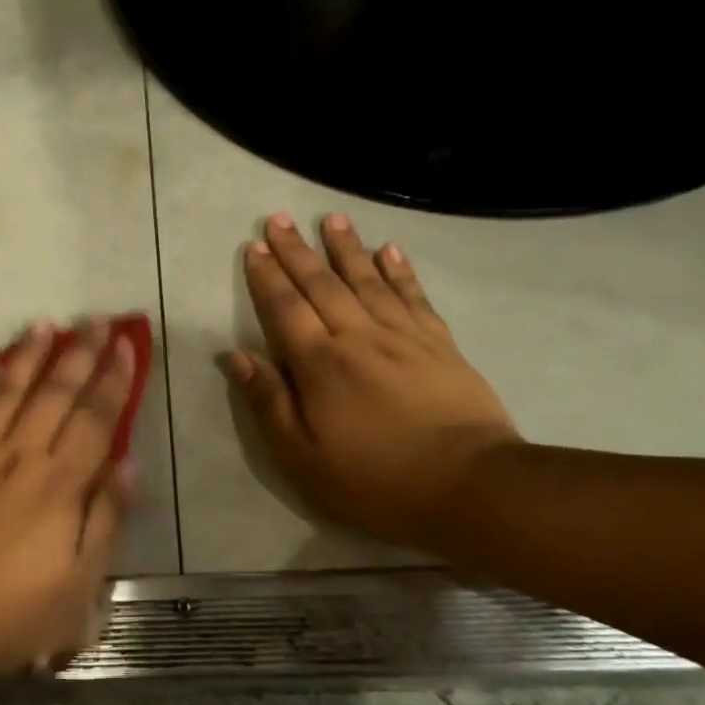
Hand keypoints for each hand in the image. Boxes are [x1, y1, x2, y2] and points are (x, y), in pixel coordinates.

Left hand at [0, 321, 137, 678]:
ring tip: (47, 324)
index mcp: (60, 485)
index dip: (114, 379)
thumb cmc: (8, 615)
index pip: (96, 418)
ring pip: (7, 390)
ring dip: (30, 354)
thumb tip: (128, 465)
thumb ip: (106, 521)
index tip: (126, 345)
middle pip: (56, 392)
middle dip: (80, 353)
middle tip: (97, 321)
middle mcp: (20, 455)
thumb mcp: (79, 589)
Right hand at [222, 213, 521, 548]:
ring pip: (368, 280)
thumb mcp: (302, 456)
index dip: (267, 277)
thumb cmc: (375, 479)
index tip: (254, 246)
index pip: (285, 309)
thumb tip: (234, 356)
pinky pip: (414, 296)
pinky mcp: (439, 344)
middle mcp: (358, 337)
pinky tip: (391, 250)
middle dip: (297, 251)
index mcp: (319, 364)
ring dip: (347, 248)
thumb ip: (268, 402)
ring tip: (332, 219)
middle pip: (322, 285)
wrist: (470, 485)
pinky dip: (400, 271)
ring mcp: (403, 336)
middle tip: (280, 218)